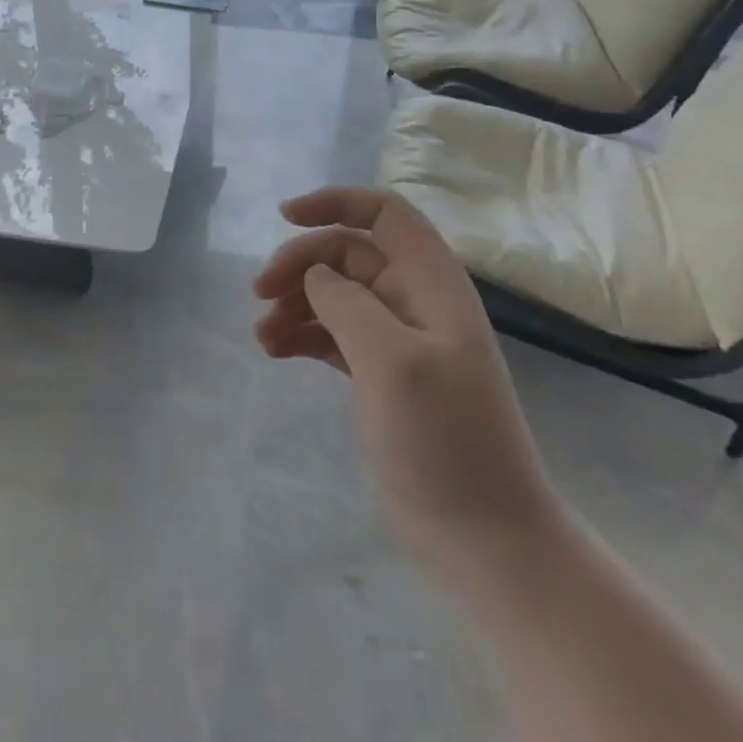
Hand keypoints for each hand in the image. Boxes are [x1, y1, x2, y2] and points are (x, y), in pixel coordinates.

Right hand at [252, 186, 563, 580]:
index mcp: (431, 285)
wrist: (484, 539)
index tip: (285, 216)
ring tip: (262, 334)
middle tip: (258, 292)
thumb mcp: (392, 361)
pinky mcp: (381, 377)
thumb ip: (348, 303)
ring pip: (336, 296)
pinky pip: (333, 336)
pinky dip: (302, 335)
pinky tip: (274, 350)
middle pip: (348, 254)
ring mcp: (399, 342)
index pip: (385, 214)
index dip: (336, 202)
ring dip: (295, 302)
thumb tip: (317, 273)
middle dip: (301, 263)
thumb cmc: (443, 440)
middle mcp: (415, 303)